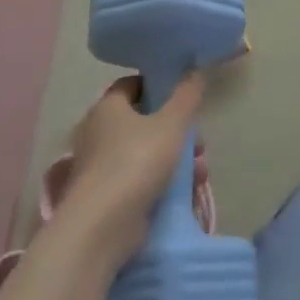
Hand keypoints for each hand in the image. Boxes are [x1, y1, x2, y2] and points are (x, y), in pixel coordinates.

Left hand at [57, 74, 204, 263]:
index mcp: (107, 108)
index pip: (133, 85)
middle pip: (145, 122)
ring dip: (177, 160)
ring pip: (146, 153)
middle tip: (199, 143)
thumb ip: (187, 96)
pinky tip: (187, 194)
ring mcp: (101, 167)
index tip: (184, 98)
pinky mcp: (107, 196)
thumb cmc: (136, 162)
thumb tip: (195, 71)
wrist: (101, 228)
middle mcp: (98, 133)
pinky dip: (163, 183)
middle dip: (178, 132)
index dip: (159, 87)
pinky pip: (140, 180)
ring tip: (200, 173)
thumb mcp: (172, 123)